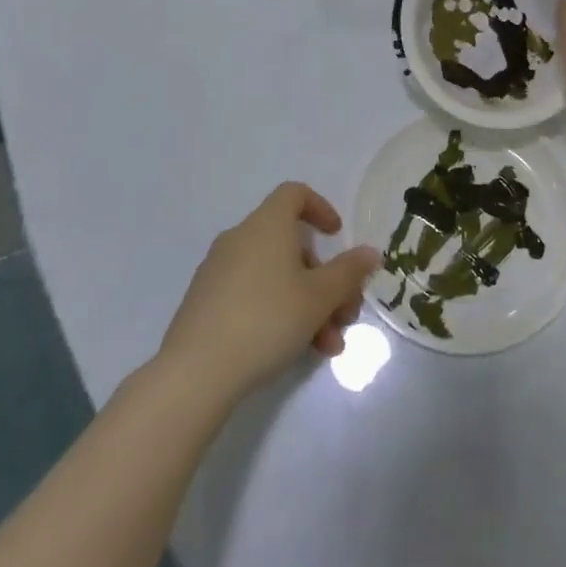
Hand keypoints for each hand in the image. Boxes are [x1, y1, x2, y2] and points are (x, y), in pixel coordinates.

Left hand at [158, 183, 378, 401]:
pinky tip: (295, 350)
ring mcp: (219, 271)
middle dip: (324, 279)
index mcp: (266, 225)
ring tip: (327, 346)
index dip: (321, 208)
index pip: (294, 194)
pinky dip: (279, 313)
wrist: (196, 372)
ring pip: (276, 276)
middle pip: (291, 245)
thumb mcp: (320, 297)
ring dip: (308, 305)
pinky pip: (253, 295)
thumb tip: (369, 252)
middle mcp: (240, 239)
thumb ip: (349, 272)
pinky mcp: (206, 302)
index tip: (337, 237)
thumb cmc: (267, 319)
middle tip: (344, 314)